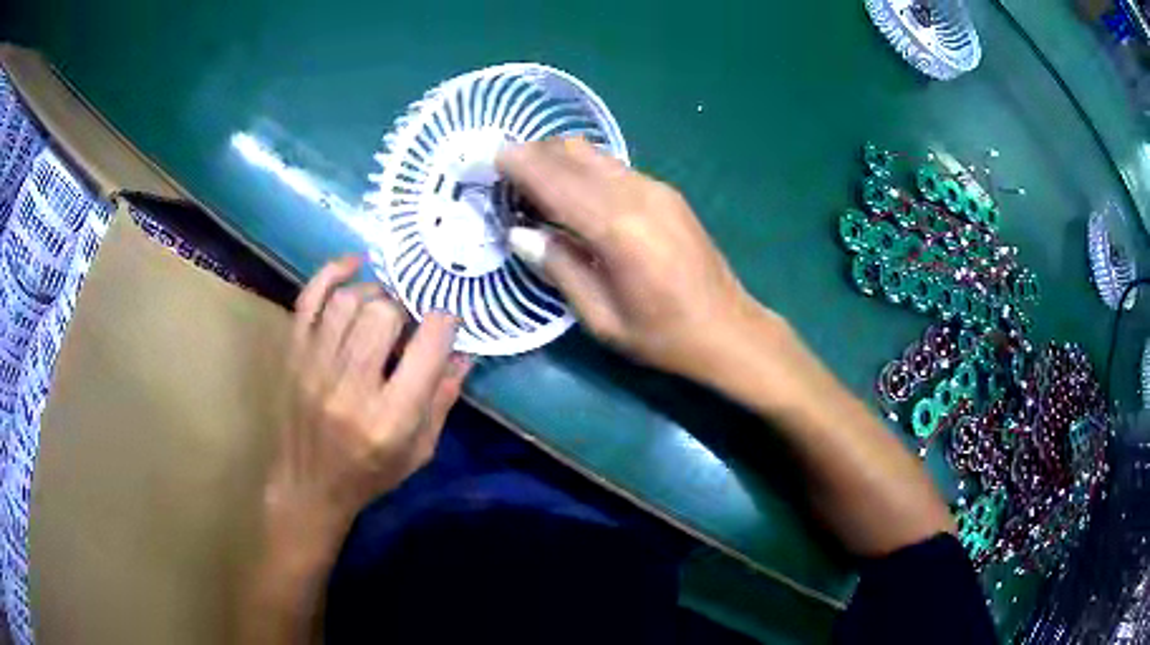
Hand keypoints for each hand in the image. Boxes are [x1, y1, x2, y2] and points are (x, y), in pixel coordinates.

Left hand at [264, 255, 470, 562]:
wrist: (308, 486)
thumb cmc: (370, 474)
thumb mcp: (420, 450)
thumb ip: (443, 398)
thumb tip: (463, 351)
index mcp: (390, 419)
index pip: (426, 347)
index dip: (444, 323)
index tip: (446, 322)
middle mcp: (350, 388)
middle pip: (384, 314)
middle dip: (406, 309)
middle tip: (409, 323)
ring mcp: (314, 368)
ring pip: (348, 301)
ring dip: (375, 294)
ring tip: (384, 307)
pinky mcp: (293, 356)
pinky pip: (310, 299)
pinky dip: (332, 273)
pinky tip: (355, 264)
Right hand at [498, 138, 763, 378]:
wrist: (729, 329)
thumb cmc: (663, 336)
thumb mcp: (602, 318)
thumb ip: (559, 269)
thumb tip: (520, 234)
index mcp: (617, 229)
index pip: (555, 181)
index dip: (519, 165)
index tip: (490, 157)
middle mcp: (637, 195)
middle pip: (574, 153)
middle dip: (534, 155)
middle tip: (506, 176)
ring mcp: (656, 189)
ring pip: (595, 155)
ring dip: (559, 160)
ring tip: (535, 186)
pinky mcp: (667, 193)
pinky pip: (614, 168)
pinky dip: (584, 170)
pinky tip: (574, 195)